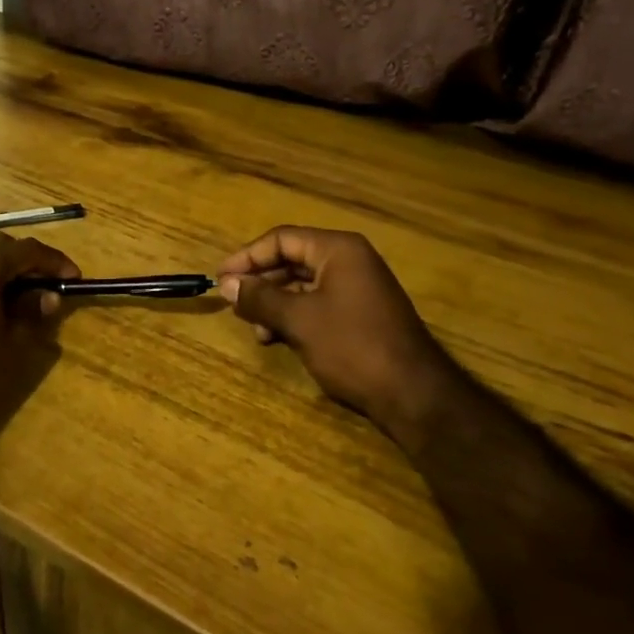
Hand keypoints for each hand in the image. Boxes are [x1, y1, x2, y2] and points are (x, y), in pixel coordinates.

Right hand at [217, 227, 462, 437]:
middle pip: (292, 259)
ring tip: (256, 329)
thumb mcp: (299, 320)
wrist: (413, 393)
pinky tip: (277, 338)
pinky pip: (318, 304)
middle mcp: (350, 261)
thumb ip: (260, 298)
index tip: (220, 278)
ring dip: (275, 303)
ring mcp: (358, 288)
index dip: (247, 257)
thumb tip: (227, 284)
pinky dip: (294, 316)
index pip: (282, 239)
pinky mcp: (361, 314)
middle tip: (233, 303)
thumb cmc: (352, 346)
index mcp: (338, 249)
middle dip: (261, 282)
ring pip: (303, 284)